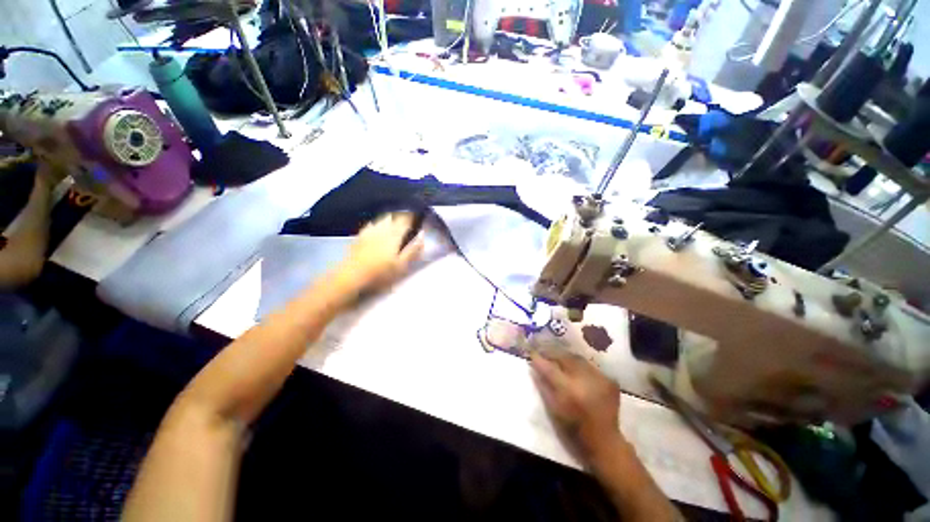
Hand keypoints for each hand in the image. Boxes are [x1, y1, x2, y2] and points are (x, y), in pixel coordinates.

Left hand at [336, 212, 424, 291]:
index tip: (418, 217)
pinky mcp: (359, 236)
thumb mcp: (402, 265)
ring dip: (390, 218)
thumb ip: (413, 249)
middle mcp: (382, 228)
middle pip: (393, 216)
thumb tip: (422, 235)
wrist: (352, 276)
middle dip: (401, 216)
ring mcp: (369, 231)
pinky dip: (378, 224)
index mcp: (394, 234)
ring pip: (382, 219)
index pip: (405, 219)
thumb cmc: (381, 273)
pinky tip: (377, 228)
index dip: (412, 217)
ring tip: (395, 222)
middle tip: (408, 220)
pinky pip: (371, 225)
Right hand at [530, 351, 622, 462]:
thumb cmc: (574, 429)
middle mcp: (585, 381)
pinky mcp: (610, 380)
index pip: (550, 368)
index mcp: (569, 391)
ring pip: (578, 359)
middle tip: (545, 353)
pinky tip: (577, 370)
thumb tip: (534, 366)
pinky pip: (590, 366)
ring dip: (567, 358)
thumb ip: (544, 386)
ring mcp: (600, 379)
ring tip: (560, 359)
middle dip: (554, 354)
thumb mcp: (554, 409)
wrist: (605, 441)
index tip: (532, 354)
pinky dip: (581, 366)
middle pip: (566, 358)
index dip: (540, 359)